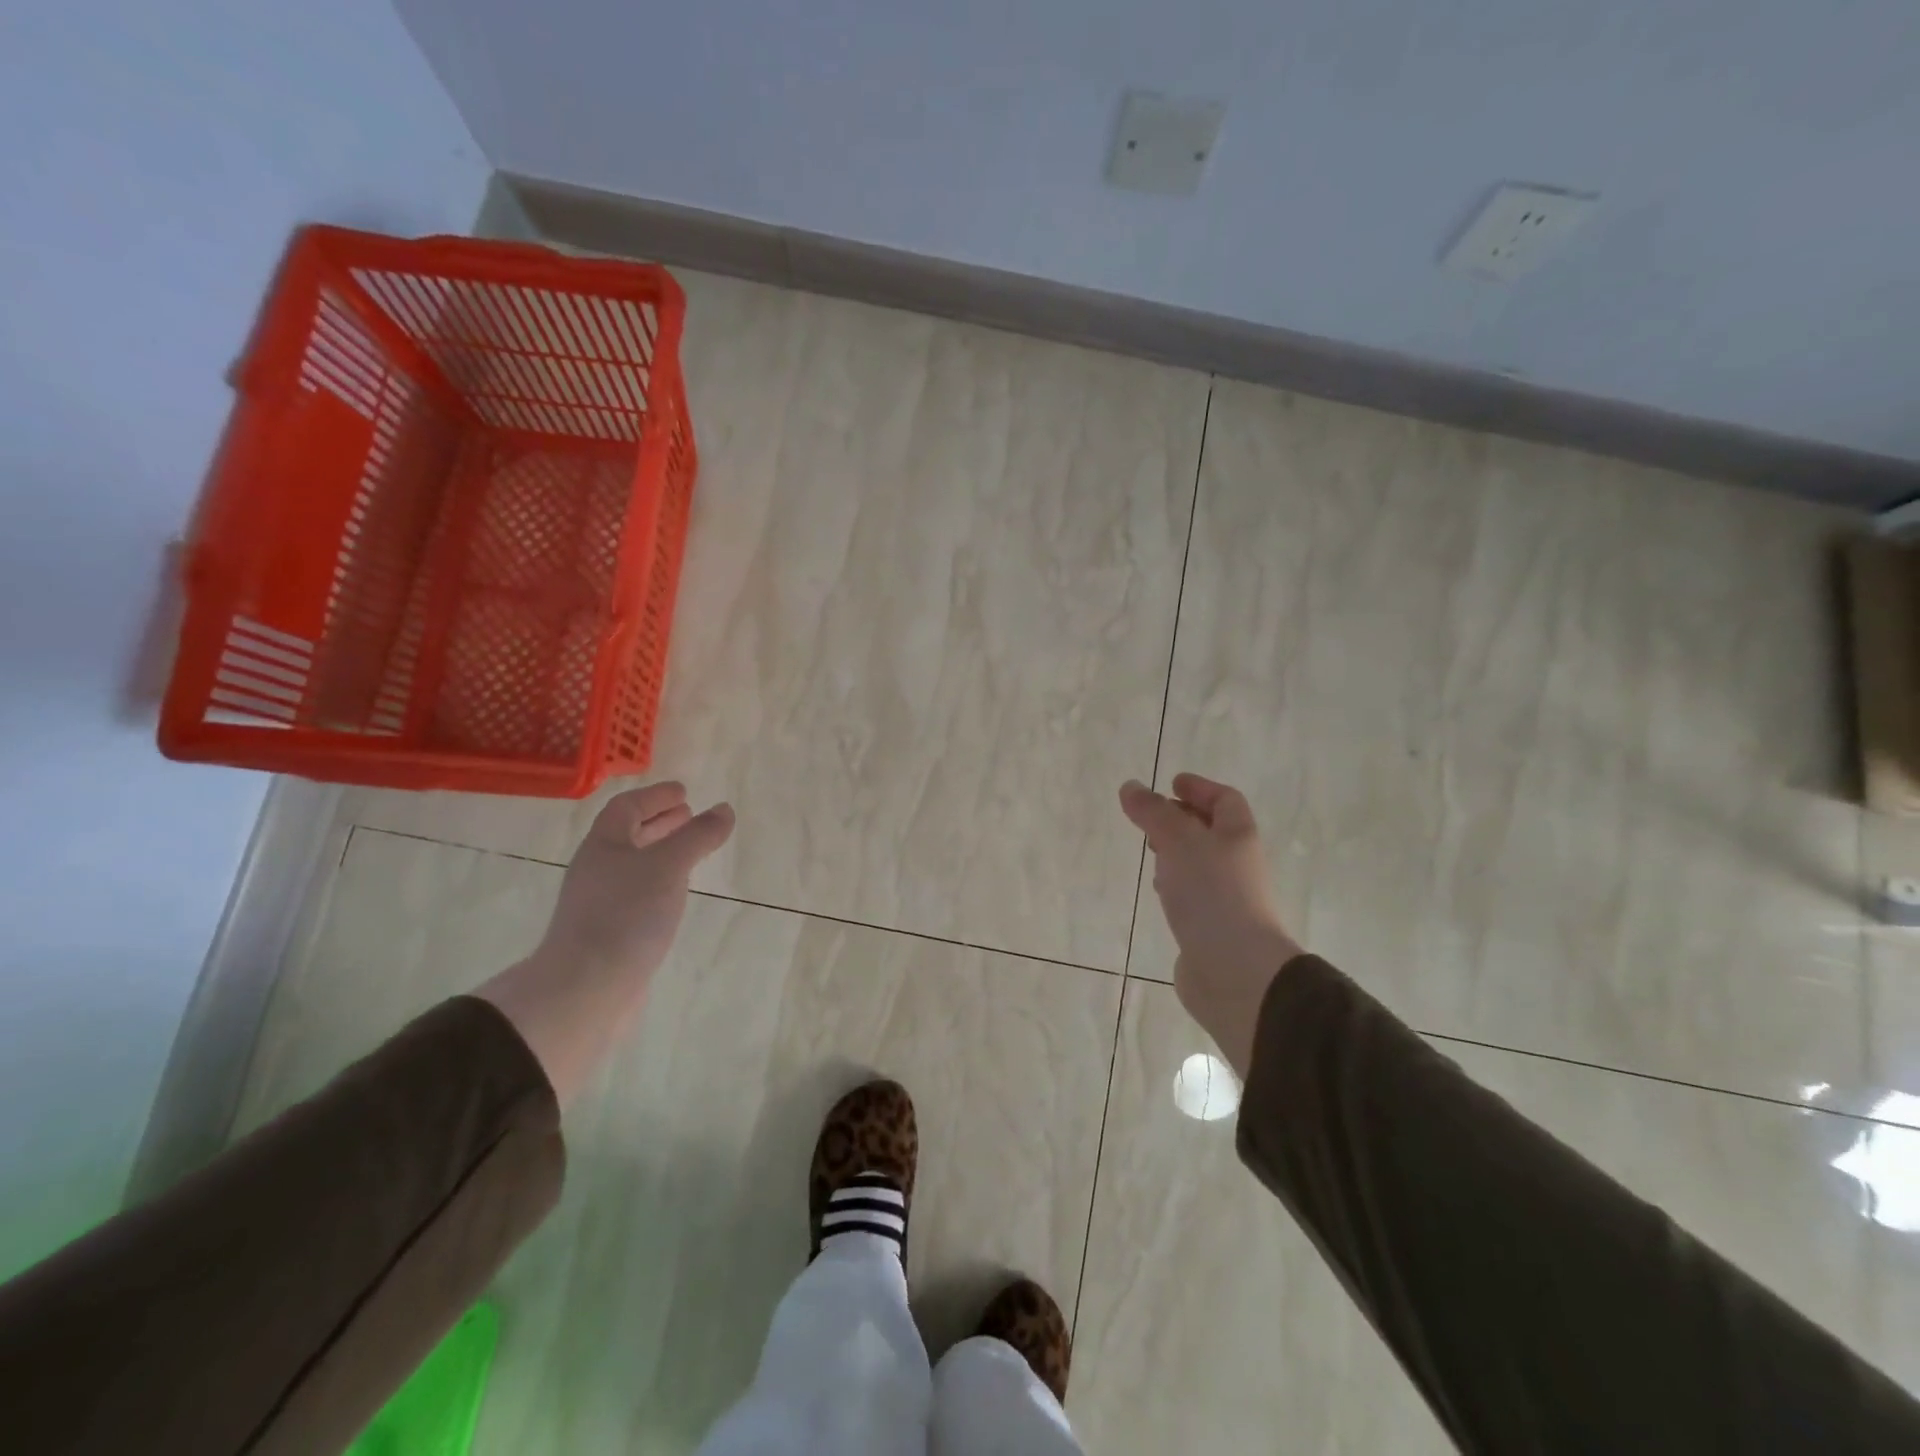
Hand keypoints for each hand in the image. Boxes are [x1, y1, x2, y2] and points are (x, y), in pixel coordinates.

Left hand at [479, 781, 733, 1102]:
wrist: (586, 987)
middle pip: (627, 835)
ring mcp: (600, 902)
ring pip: (633, 865)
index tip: (684, 792)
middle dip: (659, 822)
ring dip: (661, 852)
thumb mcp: (669, 866)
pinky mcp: (608, 932)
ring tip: (689, 851)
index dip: (655, 796)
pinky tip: (675, 894)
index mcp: (604, 845)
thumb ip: (698, 835)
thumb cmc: (626, 914)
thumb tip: (724, 809)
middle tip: (689, 815)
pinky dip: (659, 882)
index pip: (627, 807)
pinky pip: (637, 893)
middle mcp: (597, 869)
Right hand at [1119, 773, 1301, 1076]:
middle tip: (1152, 816)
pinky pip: (1193, 896)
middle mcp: (1236, 864)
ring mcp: (1226, 899)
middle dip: (1184, 819)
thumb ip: (1153, 812)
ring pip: (1200, 864)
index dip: (1200, 788)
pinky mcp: (1211, 928)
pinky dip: (1176, 885)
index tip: (1172, 783)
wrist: (1236, 971)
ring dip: (1177, 853)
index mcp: (1237, 837)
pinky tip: (1159, 892)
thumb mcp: (1178, 841)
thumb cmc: (1212, 895)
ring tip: (1151, 850)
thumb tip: (1130, 786)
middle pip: (1213, 831)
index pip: (1225, 800)